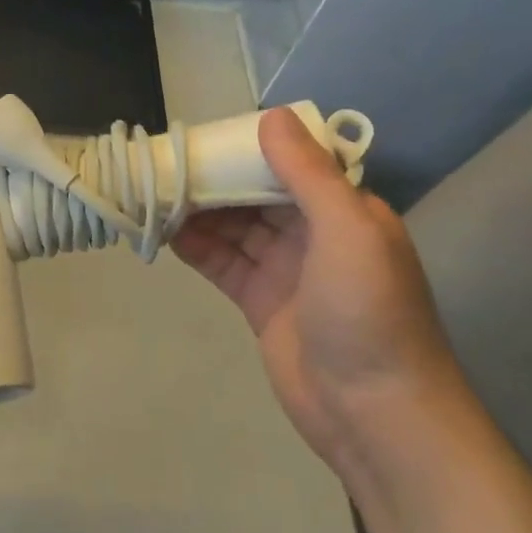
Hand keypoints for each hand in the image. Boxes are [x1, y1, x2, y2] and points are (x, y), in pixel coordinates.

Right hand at [173, 106, 460, 470]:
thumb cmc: (368, 312)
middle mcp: (312, 232)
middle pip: (254, 192)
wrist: (377, 416)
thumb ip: (308, 172)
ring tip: (154, 192)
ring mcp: (285, 269)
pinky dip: (195, 245)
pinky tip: (165, 231)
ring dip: (198, 209)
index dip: (246, 145)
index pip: (289, 162)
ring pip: (234, 224)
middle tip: (164, 162)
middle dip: (213, 176)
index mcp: (342, 209)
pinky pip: (222, 261)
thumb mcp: (348, 230)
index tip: (204, 133)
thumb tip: (271, 115)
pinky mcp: (260, 301)